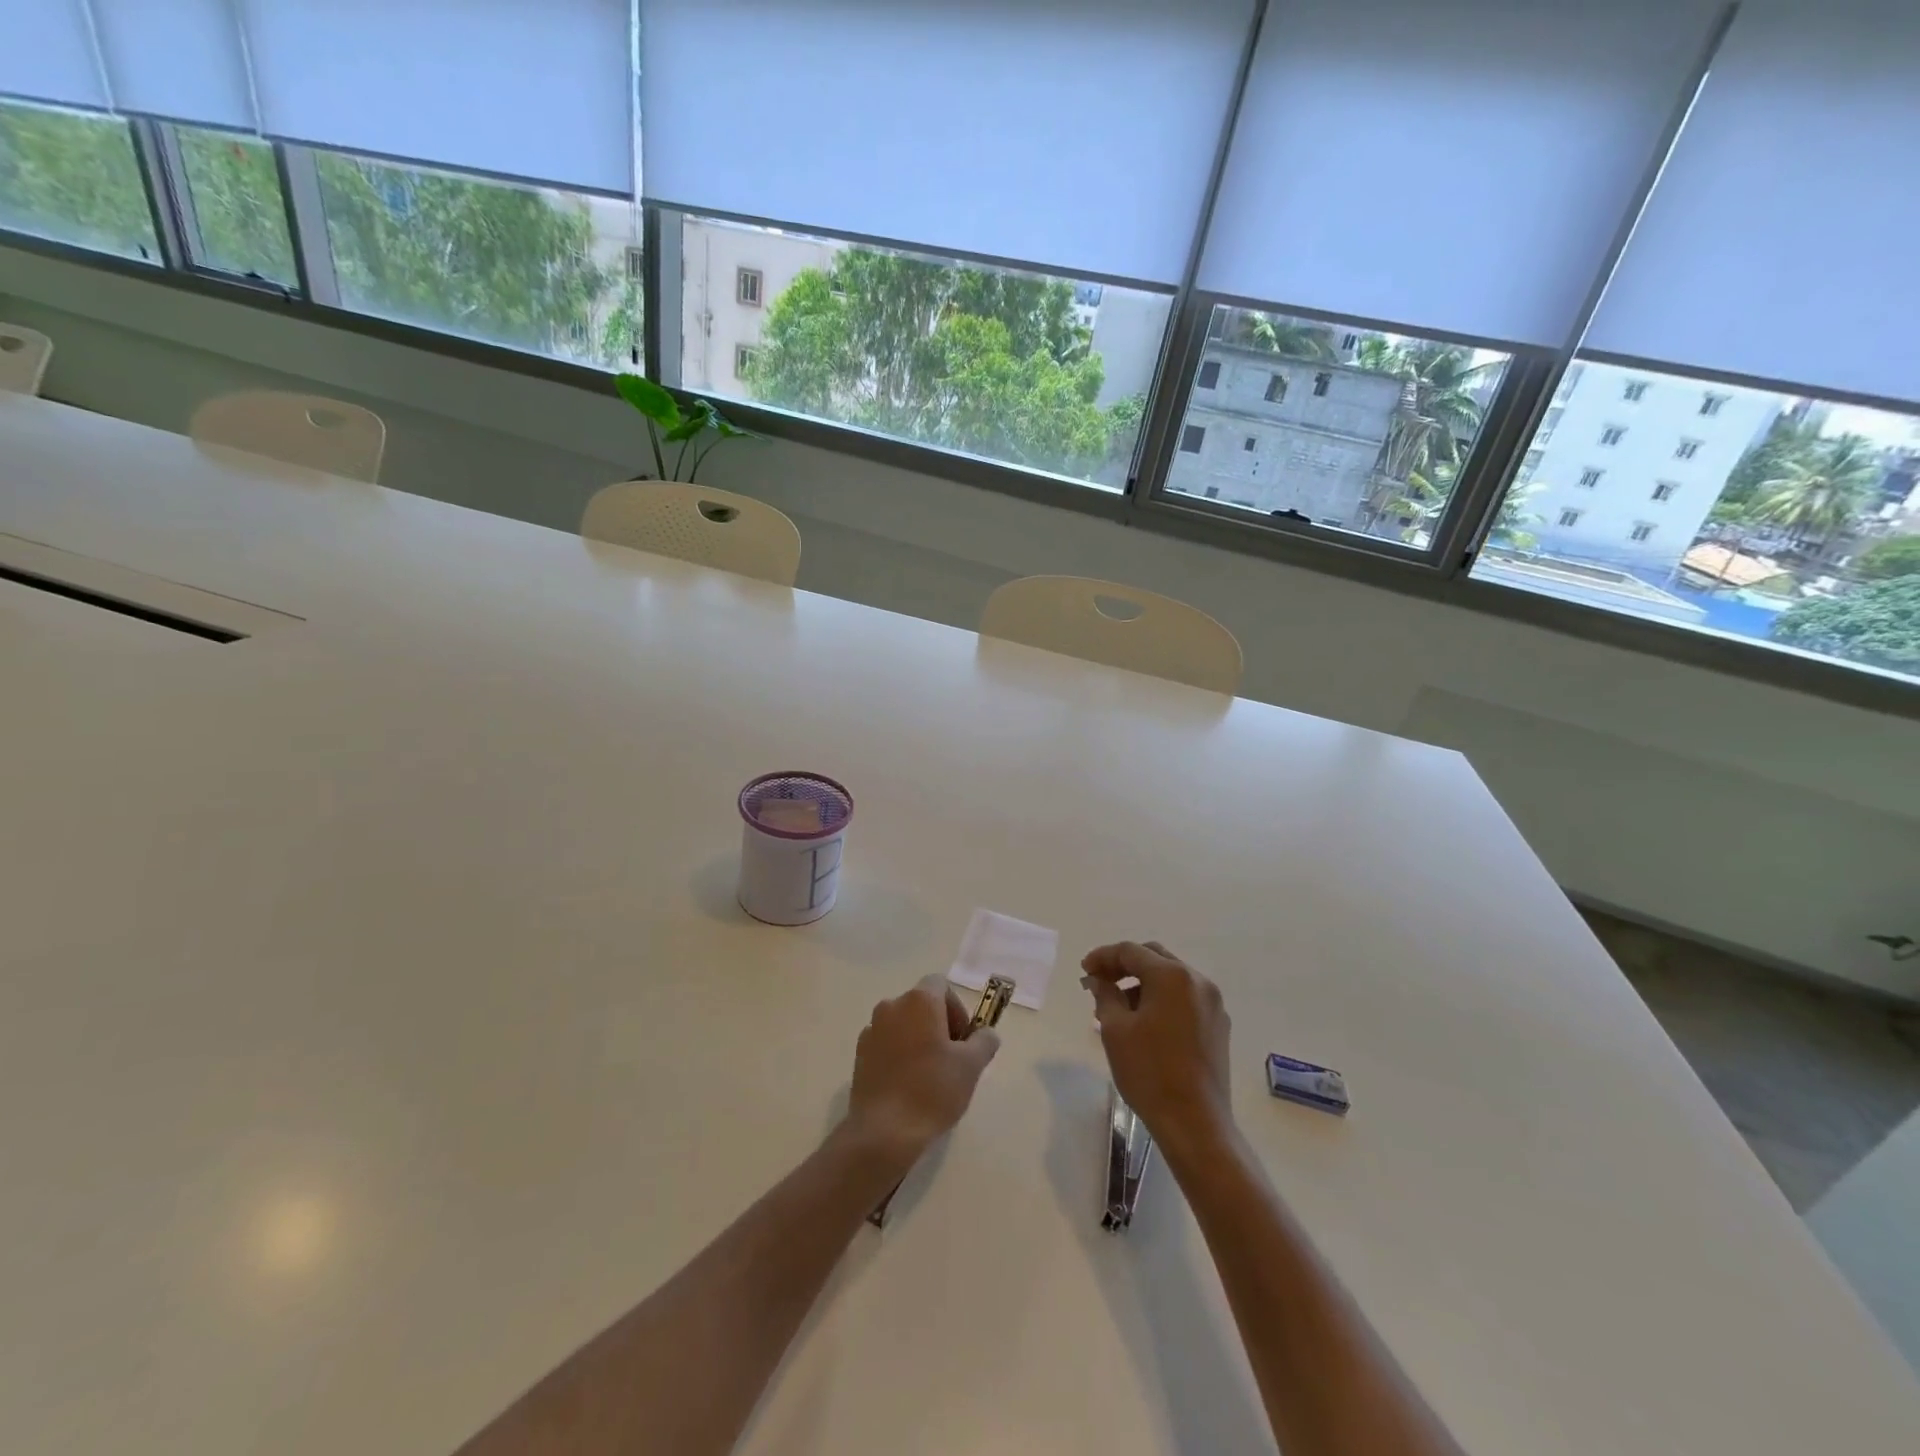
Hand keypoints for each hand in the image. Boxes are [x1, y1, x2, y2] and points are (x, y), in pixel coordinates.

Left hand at [845, 974, 999, 1166]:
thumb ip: (984, 1041)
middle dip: (939, 1025)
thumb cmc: (933, 1090)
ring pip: (903, 1025)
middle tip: (951, 1059)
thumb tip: (986, 1033)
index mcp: (918, 1000)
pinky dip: (899, 1055)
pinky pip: (886, 1044)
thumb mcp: (971, 1065)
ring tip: (930, 1075)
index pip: (941, 986)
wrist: (884, 1132)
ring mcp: (871, 1030)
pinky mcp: (859, 1055)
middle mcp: (891, 1006)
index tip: (963, 1040)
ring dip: (918, 1039)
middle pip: (921, 1004)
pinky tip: (908, 1085)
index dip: (957, 1009)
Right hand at [1082, 941, 1232, 1151]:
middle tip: (1100, 981)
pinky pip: (1185, 998)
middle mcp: (1197, 981)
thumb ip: (1105, 995)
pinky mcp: (1218, 1026)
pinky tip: (1145, 1022)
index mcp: (1172, 976)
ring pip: (1171, 978)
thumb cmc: (1149, 1072)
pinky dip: (1162, 999)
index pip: (1131, 951)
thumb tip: (1099, 980)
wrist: (1195, 1123)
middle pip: (1154, 958)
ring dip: (1143, 983)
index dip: (1103, 957)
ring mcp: (1213, 1004)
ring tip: (1118, 1006)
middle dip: (1124, 966)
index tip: (1085, 971)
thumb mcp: (1115, 1030)